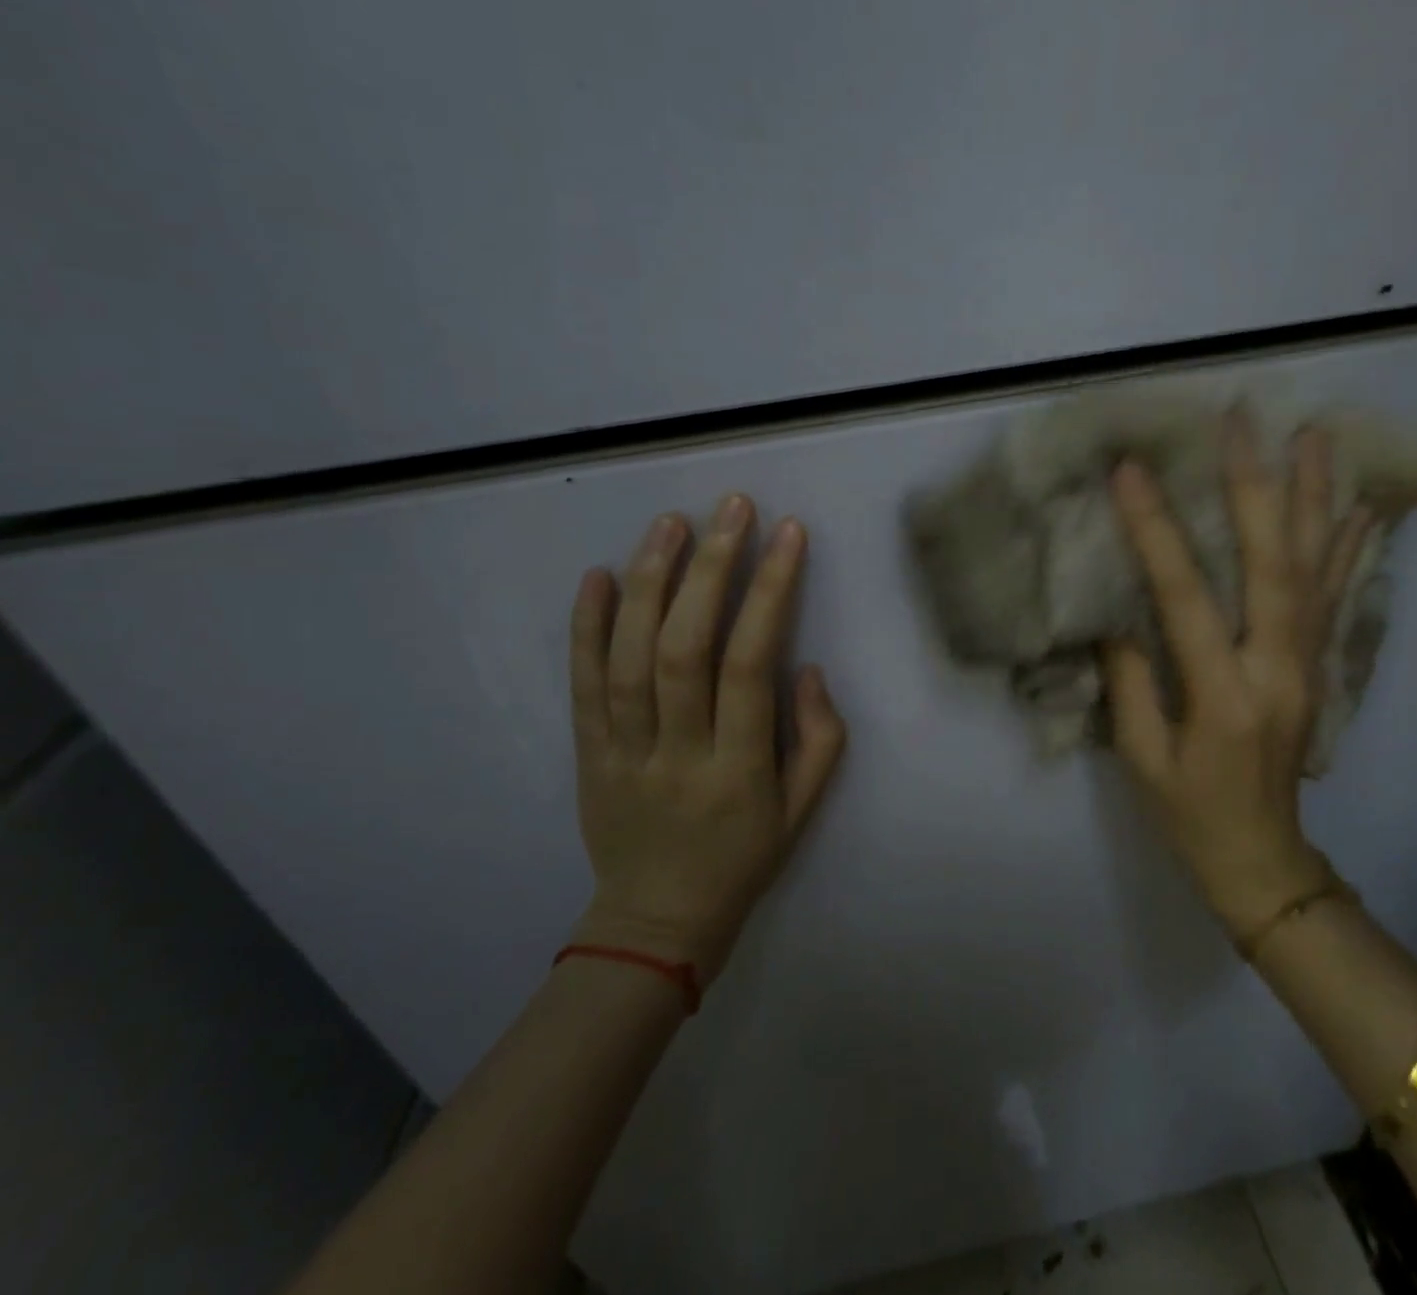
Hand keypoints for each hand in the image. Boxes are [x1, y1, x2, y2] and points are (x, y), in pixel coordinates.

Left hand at [567, 495, 846, 982]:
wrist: (656, 922)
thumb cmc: (744, 859)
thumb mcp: (804, 811)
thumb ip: (820, 738)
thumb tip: (805, 665)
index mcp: (740, 770)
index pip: (752, 666)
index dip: (770, 594)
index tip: (787, 534)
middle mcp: (678, 754)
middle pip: (686, 650)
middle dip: (710, 570)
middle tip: (730, 508)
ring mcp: (623, 754)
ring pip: (629, 659)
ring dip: (650, 583)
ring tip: (671, 523)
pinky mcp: (586, 755)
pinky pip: (581, 687)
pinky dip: (586, 628)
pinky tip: (597, 575)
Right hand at [1102, 415, 1371, 941]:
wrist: (1264, 862)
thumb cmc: (1189, 815)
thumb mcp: (1141, 757)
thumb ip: (1129, 679)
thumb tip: (1117, 612)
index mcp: (1222, 696)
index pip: (1185, 598)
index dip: (1156, 531)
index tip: (1132, 471)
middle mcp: (1276, 670)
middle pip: (1272, 566)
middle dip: (1255, 487)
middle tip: (1244, 421)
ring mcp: (1308, 667)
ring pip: (1317, 570)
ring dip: (1316, 499)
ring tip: (1317, 436)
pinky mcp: (1319, 669)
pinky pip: (1339, 599)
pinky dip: (1350, 548)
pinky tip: (1359, 507)